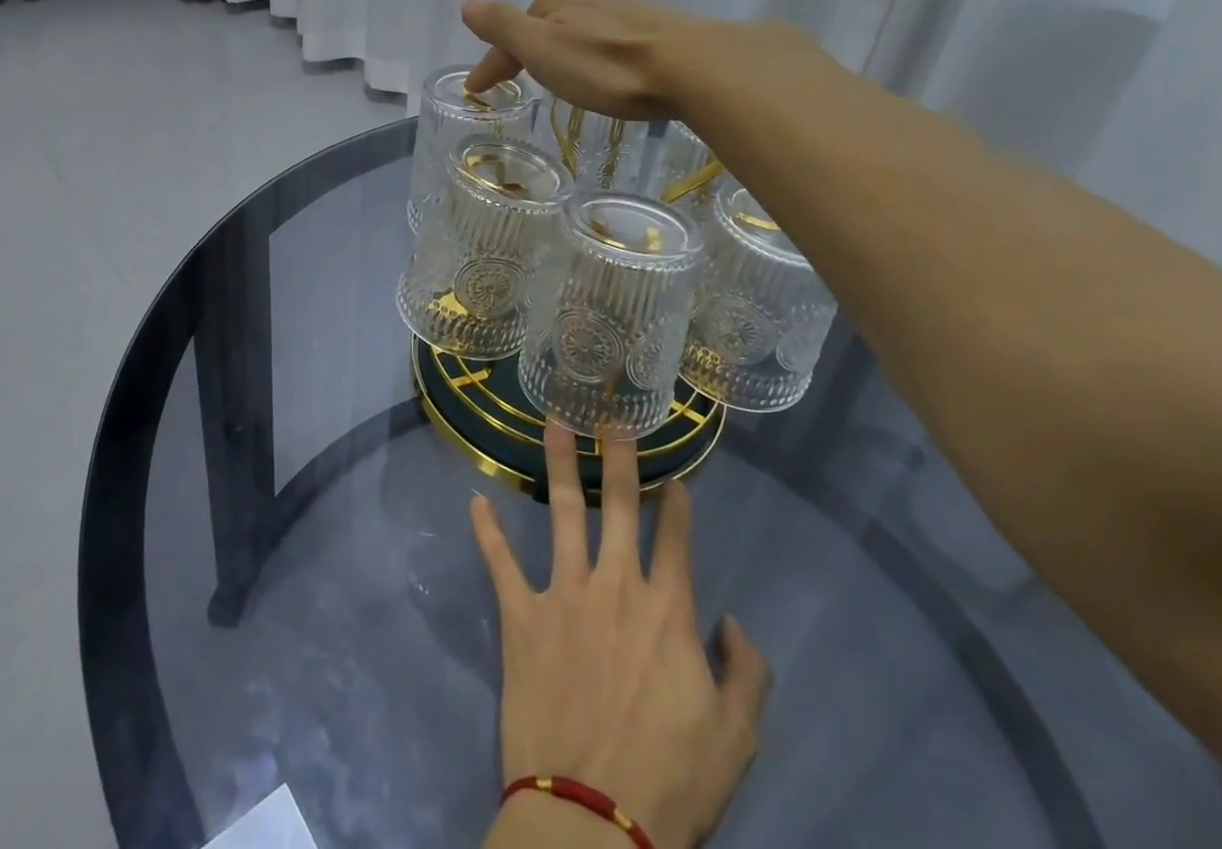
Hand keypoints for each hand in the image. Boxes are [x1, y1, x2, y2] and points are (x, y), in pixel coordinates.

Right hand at [462, 0, 802, 121]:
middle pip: (546, 20)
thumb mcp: (544, 49)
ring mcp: (625, 12)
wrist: (693, 67)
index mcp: (555, 10)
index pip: (511, 31)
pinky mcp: (658, 28)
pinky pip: (613, 34)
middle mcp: (587, 3)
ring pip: (582, 24)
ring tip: (562, 70)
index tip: (478, 91)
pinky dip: (598, 48)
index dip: (492, 61)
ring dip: (564, 44)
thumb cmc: (608, 67)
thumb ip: (504, 26)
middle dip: (528, 44)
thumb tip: (467, 3)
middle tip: (519, 74)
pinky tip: (611, 64)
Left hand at [472, 423, 770, 848]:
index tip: (674, 473)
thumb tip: (729, 620)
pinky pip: (501, 564)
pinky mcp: (522, 616)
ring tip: (552, 421)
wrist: (593, 820)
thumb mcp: (737, 737)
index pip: (676, 536)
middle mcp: (615, 584)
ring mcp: (564, 594)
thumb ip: (746, 670)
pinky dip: (487, 533)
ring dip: (556, 464)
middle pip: (617, 503)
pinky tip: (474, 501)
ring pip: (560, 512)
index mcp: (667, 609)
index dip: (677, 501)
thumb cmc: (670, 779)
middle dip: (617, 455)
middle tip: (612, 414)